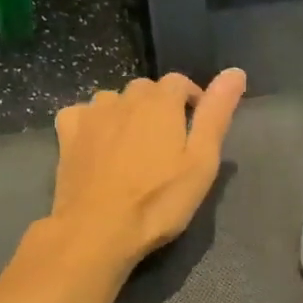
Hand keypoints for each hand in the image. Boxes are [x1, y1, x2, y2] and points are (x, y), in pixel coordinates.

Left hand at [49, 68, 245, 267]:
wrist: (97, 230)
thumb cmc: (158, 200)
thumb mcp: (201, 161)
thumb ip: (217, 113)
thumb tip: (236, 72)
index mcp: (160, 101)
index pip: (180, 82)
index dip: (192, 100)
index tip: (197, 129)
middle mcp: (124, 97)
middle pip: (146, 90)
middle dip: (160, 108)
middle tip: (167, 145)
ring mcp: (91, 114)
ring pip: (114, 101)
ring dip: (126, 114)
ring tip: (133, 148)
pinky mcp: (66, 134)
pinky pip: (82, 114)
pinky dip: (93, 123)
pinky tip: (97, 145)